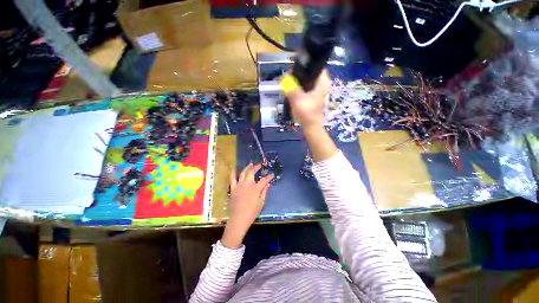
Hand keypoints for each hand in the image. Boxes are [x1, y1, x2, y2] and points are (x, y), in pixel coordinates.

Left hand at [221, 163, 272, 248]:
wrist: (238, 219)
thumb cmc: (252, 212)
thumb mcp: (261, 203)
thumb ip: (264, 192)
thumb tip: (268, 184)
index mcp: (256, 189)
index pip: (264, 180)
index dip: (269, 176)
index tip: (272, 174)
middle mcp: (247, 184)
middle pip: (252, 172)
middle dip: (256, 167)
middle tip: (260, 165)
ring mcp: (239, 185)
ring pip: (243, 173)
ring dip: (247, 167)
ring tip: (250, 164)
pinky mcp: (233, 188)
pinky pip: (232, 178)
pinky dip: (233, 173)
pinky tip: (235, 169)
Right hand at [285, 70, 330, 130]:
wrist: (311, 126)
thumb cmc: (306, 113)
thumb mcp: (297, 99)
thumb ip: (291, 86)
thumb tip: (285, 76)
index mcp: (322, 81)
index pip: (313, 65)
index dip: (302, 66)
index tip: (292, 72)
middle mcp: (321, 83)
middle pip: (308, 72)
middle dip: (296, 76)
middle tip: (287, 81)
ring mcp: (317, 89)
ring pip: (305, 80)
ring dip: (296, 83)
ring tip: (288, 87)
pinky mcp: (313, 95)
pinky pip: (304, 87)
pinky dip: (298, 88)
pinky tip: (292, 92)